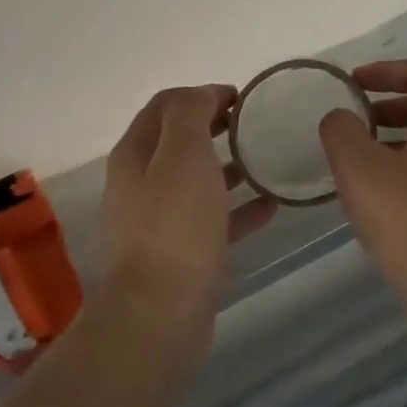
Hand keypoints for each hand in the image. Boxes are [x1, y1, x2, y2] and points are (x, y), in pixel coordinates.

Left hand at [101, 86, 275, 351]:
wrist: (160, 313)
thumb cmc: (174, 227)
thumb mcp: (183, 155)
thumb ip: (190, 115)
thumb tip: (202, 93)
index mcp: (135, 154)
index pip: (164, 106)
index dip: (200, 94)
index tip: (241, 97)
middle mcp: (141, 184)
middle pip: (179, 143)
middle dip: (215, 128)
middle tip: (256, 125)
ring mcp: (159, 222)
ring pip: (198, 182)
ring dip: (230, 168)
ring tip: (268, 161)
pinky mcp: (181, 254)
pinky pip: (213, 221)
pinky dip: (238, 210)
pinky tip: (271, 207)